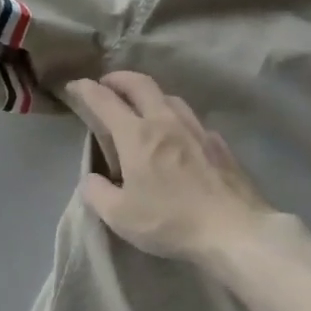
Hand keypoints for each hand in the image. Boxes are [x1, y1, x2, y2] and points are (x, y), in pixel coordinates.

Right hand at [66, 72, 278, 269]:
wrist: (236, 232)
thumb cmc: (171, 221)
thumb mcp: (120, 216)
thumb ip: (97, 193)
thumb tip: (92, 179)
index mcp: (136, 134)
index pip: (104, 99)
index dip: (85, 89)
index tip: (74, 86)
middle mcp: (165, 121)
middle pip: (140, 84)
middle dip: (118, 78)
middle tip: (107, 85)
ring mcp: (196, 129)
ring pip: (169, 97)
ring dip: (149, 95)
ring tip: (142, 107)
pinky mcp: (219, 144)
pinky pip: (192, 120)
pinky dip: (176, 118)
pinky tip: (178, 136)